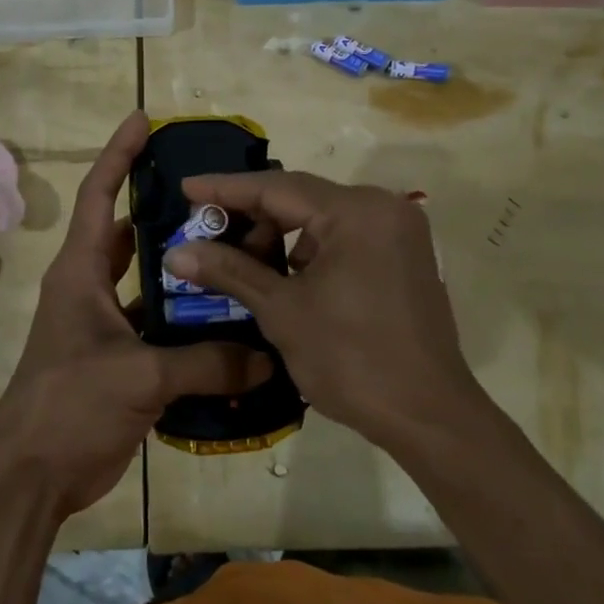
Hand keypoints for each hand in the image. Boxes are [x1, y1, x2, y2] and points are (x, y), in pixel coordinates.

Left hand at [0, 111, 264, 519]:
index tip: (144, 119)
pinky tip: (233, 325)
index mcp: (81, 272)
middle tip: (222, 198)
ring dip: (186, 272)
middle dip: (171, 214)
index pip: (99, 195)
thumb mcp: (139, 376)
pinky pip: (163, 329)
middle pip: (132, 235)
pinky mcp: (121, 360)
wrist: (33, 475)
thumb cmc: (69, 405)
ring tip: (239, 255)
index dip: (119, 154)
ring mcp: (106, 326)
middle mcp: (92, 288)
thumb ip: (206, 363)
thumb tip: (267, 356)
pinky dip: (191, 325)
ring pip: (153, 283)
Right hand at [162, 171, 475, 449]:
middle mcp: (383, 208)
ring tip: (239, 261)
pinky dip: (309, 251)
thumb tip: (175, 252)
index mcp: (357, 211)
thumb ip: (229, 271)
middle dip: (251, 217)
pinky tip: (281, 276)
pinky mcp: (403, 257)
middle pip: (301, 199)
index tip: (186, 188)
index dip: (225, 189)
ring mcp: (398, 232)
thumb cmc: (352, 359)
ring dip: (279, 236)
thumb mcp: (282, 310)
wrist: (428, 416)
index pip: (276, 187)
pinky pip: (344, 238)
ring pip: (321, 219)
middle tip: (206, 233)